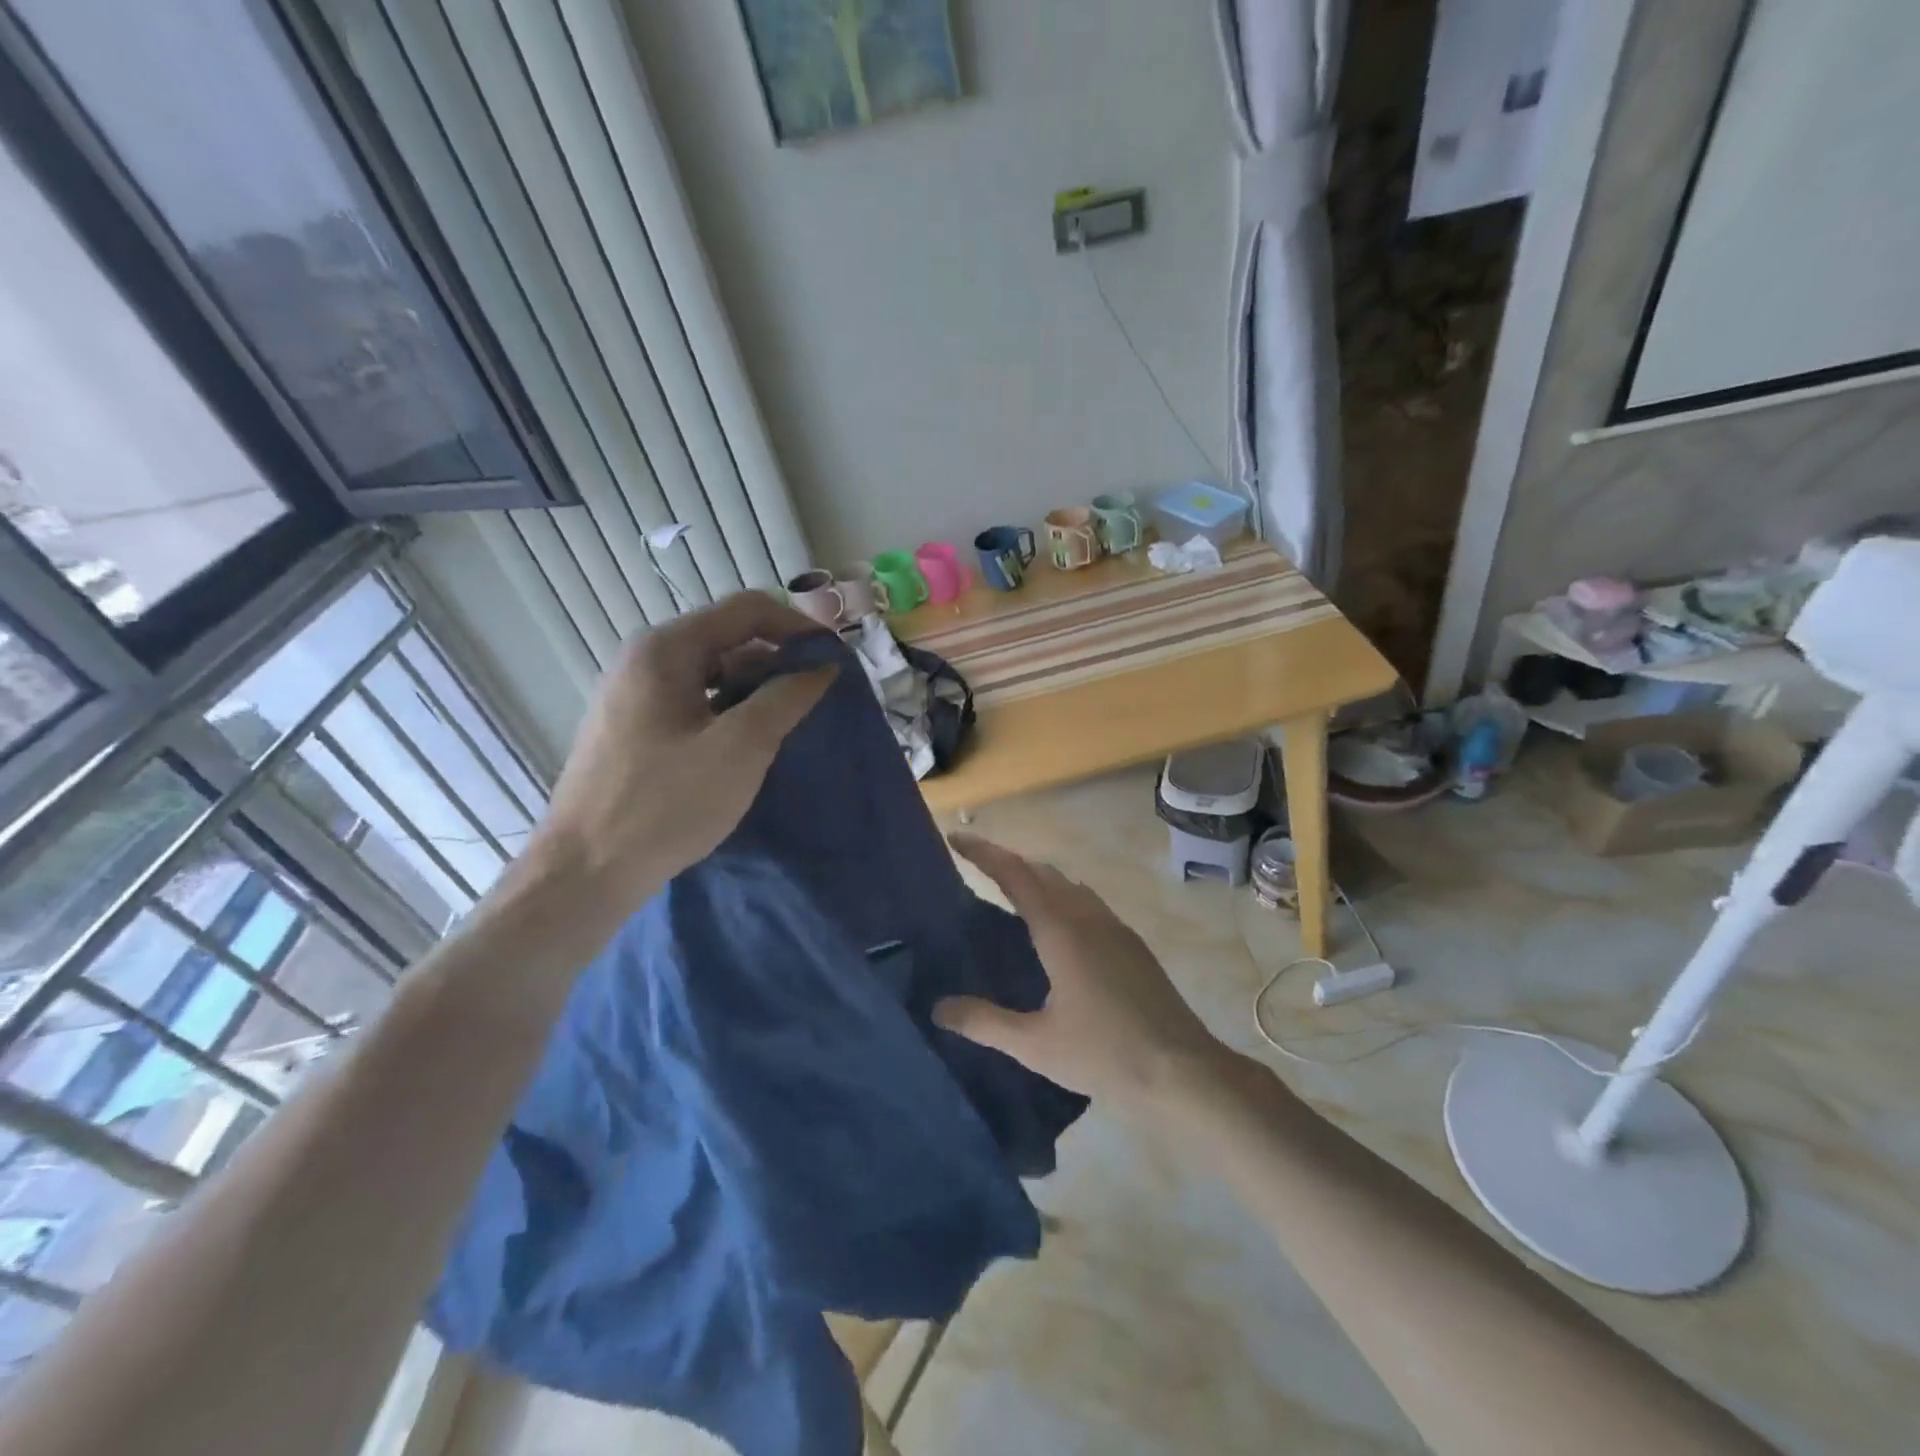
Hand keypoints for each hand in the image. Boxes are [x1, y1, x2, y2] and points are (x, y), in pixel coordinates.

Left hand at [521, 591, 833, 928]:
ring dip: (757, 690)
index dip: (798, 627)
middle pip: (729, 639)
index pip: (746, 610)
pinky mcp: (635, 727)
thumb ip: (787, 697)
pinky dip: (731, 712)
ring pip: (713, 673)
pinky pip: (696, 702)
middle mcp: (646, 659)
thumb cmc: (665, 804)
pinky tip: (751, 744)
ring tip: (792, 724)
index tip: (835, 660)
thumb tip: (824, 667)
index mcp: (666, 648)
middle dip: (779, 661)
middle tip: (818, 697)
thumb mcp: (740, 747)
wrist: (584, 872)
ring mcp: (636, 694)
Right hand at [934, 835, 1230, 1105]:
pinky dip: (1060, 898)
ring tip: (1009, 895)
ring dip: (1036, 879)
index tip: (955, 840)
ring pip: (1068, 886)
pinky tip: (1056, 929)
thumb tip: (938, 1007)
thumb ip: (984, 1022)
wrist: (1183, 1071)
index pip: (1015, 875)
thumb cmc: (1105, 1054)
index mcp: (1061, 931)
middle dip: (1007, 862)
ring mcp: (1115, 928)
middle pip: (1042, 872)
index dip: (983, 854)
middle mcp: (1088, 917)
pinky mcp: (1132, 945)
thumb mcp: (1035, 1045)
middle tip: (975, 868)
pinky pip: (1087, 903)